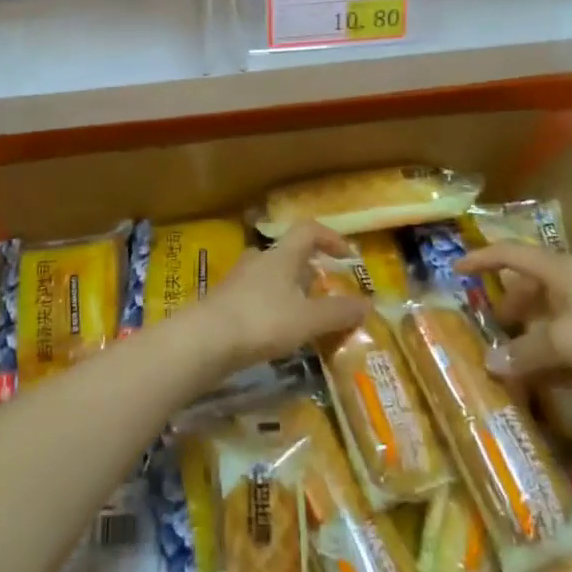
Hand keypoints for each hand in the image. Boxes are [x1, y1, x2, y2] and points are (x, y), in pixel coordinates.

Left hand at [193, 221, 367, 372]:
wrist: (203, 340)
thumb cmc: (261, 321)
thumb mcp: (307, 319)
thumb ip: (338, 312)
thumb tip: (368, 303)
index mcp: (281, 255)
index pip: (308, 230)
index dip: (330, 237)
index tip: (348, 255)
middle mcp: (258, 260)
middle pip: (288, 254)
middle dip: (309, 269)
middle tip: (325, 291)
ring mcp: (238, 280)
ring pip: (270, 277)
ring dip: (289, 290)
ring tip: (304, 316)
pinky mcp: (223, 303)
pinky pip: (255, 298)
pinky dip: (271, 309)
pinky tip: (276, 333)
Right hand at [456, 243, 571, 389]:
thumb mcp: (564, 342)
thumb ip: (526, 351)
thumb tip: (489, 363)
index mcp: (558, 268)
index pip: (509, 253)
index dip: (481, 259)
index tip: (456, 270)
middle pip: (531, 282)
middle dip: (508, 301)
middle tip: (488, 326)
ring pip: (553, 309)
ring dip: (532, 328)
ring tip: (516, 354)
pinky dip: (556, 345)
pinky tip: (553, 371)